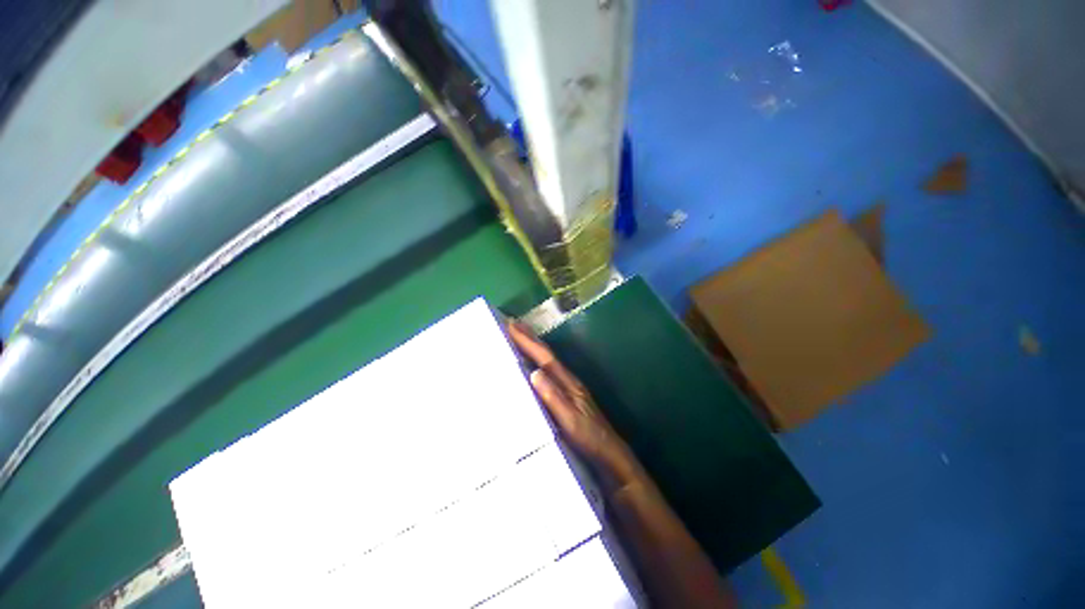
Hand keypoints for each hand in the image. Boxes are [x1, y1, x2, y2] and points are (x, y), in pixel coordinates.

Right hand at [506, 321, 636, 482]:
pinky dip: (538, 361)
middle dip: (530, 337)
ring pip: (548, 360)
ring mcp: (569, 386)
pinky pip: (549, 370)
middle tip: (513, 323)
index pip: (545, 357)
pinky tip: (533, 363)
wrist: (609, 453)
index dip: (528, 341)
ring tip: (520, 336)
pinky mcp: (568, 394)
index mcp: (567, 382)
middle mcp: (568, 379)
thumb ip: (553, 396)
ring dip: (534, 346)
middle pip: (547, 354)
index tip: (512, 325)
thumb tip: (534, 372)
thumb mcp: (569, 420)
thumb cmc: (588, 438)